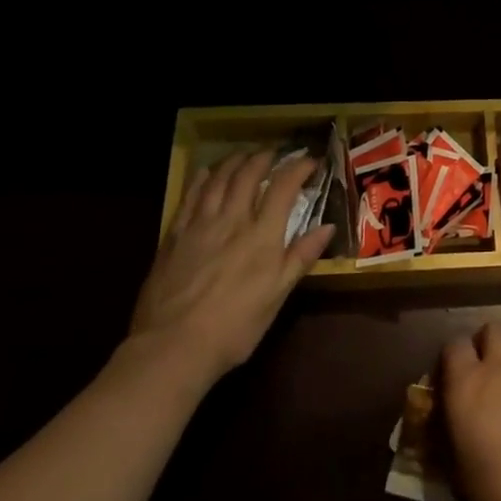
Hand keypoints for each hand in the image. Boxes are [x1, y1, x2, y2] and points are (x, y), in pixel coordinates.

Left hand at [126, 150, 334, 389]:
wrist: (172, 347)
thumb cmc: (234, 327)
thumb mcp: (277, 296)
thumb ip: (301, 257)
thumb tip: (328, 227)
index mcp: (262, 236)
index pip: (283, 188)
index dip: (298, 169)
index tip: (310, 162)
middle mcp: (232, 221)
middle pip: (248, 176)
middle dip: (263, 159)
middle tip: (273, 154)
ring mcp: (199, 226)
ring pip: (218, 180)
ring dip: (233, 162)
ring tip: (243, 155)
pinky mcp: (174, 236)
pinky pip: (189, 197)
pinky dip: (201, 180)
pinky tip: (206, 173)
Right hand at [441, 323, 500, 500]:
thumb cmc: (490, 486)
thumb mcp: (452, 463)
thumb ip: (445, 429)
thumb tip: (441, 418)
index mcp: (467, 383)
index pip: (454, 344)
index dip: (452, 356)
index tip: (450, 375)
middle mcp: (498, 368)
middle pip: (492, 331)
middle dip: (484, 343)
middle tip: (482, 369)